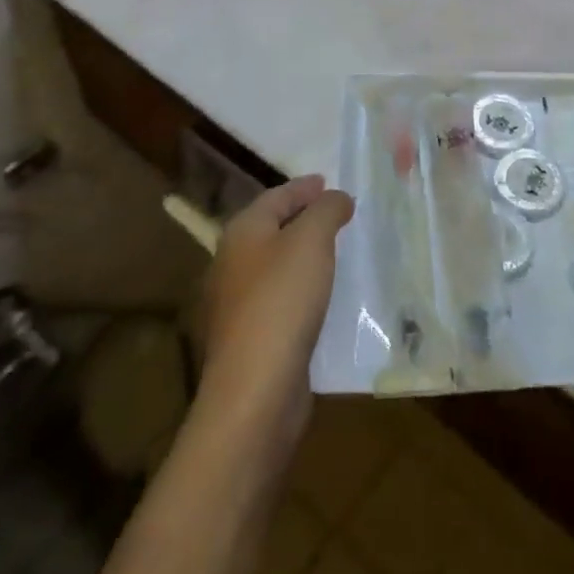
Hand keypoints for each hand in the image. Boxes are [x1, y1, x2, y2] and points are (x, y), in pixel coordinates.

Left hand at [196, 175, 353, 455]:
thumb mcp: (311, 240)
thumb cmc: (282, 300)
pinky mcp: (251, 339)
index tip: (330, 183)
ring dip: (306, 257)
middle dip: (305, 220)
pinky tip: (328, 297)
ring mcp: (238, 304)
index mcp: (242, 232)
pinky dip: (305, 290)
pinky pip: (283, 300)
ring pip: (278, 266)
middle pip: (273, 229)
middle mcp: (232, 263)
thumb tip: (336, 198)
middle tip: (340, 215)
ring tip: (340, 253)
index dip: (304, 187)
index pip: (276, 196)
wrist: (255, 390)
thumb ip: (327, 210)